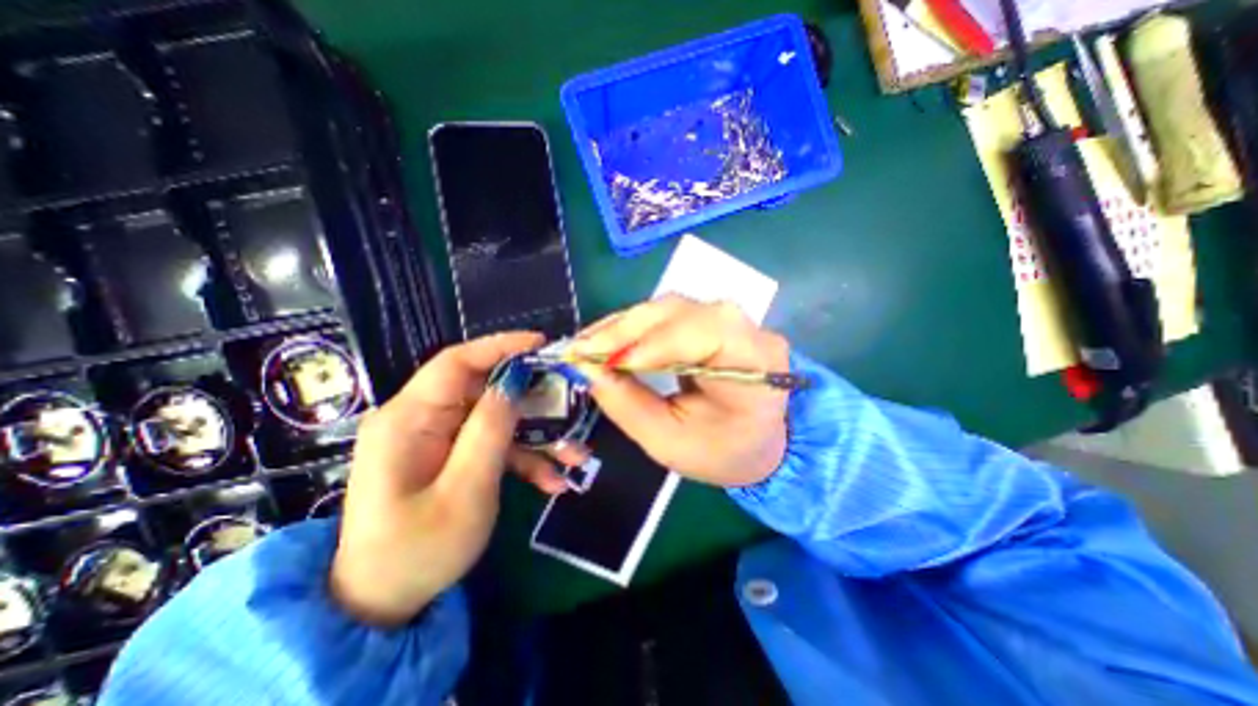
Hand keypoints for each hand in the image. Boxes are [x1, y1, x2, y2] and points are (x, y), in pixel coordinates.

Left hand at [326, 334, 576, 624]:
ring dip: (536, 437)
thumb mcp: (465, 490)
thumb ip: (490, 431)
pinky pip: (491, 444)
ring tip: (574, 457)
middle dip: (532, 401)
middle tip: (570, 406)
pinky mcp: (451, 454)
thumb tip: (514, 383)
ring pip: (496, 419)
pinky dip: (522, 458)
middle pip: (485, 390)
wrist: (383, 603)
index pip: (456, 363)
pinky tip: (550, 481)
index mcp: (409, 419)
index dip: (500, 347)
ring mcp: (437, 437)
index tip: (541, 344)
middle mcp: (421, 419)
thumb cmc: (418, 550)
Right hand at [568, 296, 782, 488]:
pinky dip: (636, 327)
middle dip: (627, 329)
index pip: (708, 333)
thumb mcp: (669, 442)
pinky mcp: (714, 321)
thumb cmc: (720, 452)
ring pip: (672, 307)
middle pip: (684, 311)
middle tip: (582, 349)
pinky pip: (670, 314)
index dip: (655, 342)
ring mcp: (734, 322)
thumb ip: (628, 405)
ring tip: (590, 346)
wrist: (756, 443)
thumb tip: (587, 370)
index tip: (607, 361)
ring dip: (626, 325)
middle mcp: (751, 333)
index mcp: (757, 368)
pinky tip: (611, 339)